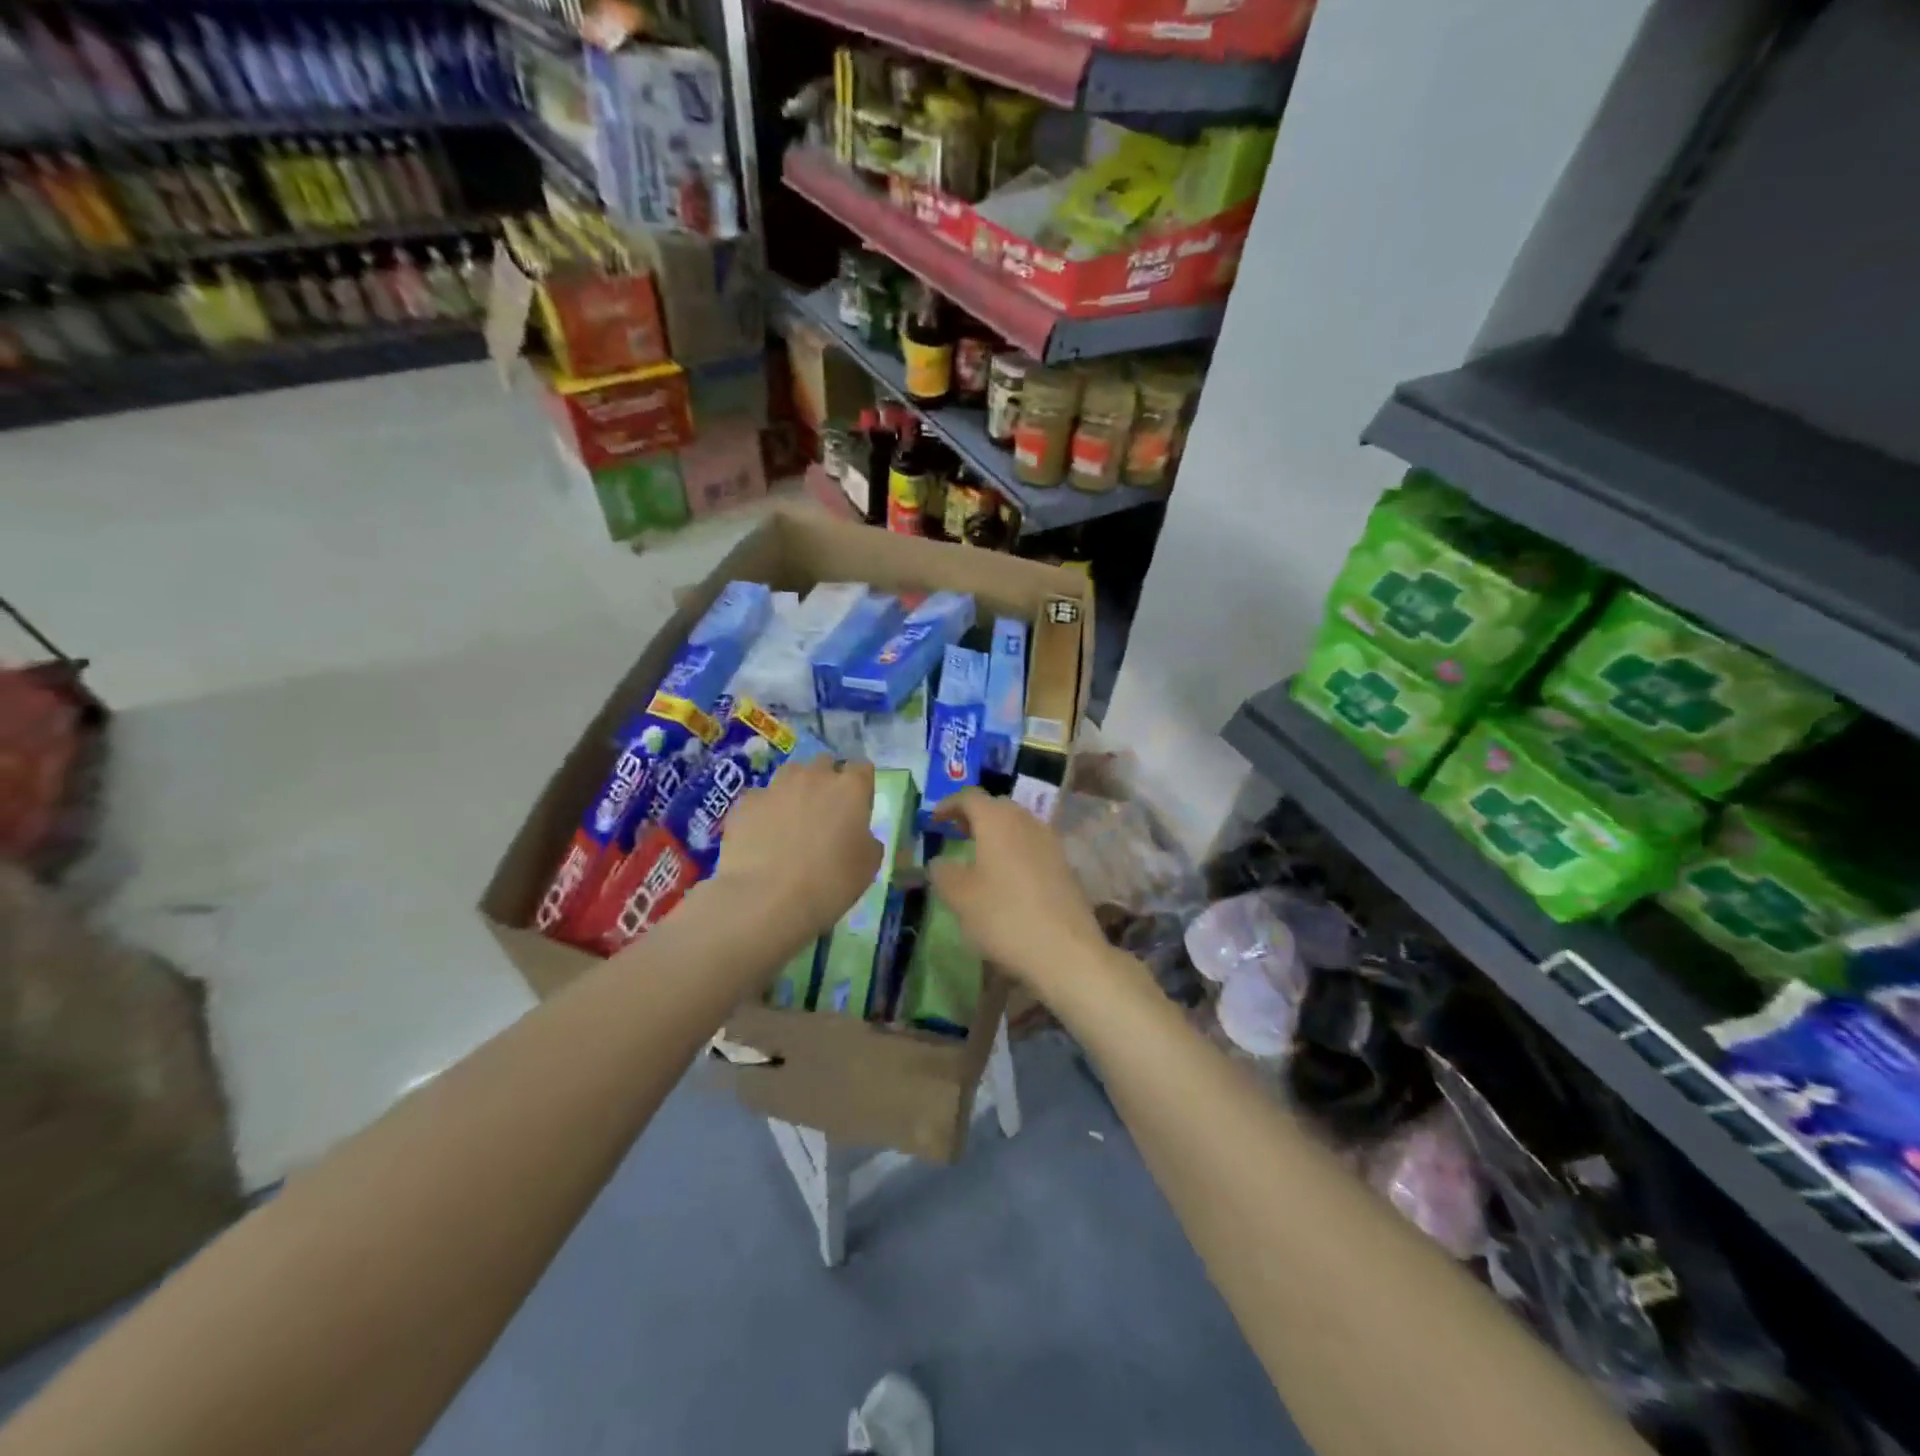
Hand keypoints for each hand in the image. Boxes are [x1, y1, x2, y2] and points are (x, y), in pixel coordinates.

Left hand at [715, 758, 880, 939]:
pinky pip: (761, 798)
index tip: (857, 808)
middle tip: (825, 813)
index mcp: (851, 788)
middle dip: (827, 781)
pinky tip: (762, 836)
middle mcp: (814, 776)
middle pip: (825, 764)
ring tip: (791, 820)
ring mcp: (776, 786)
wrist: (767, 898)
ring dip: (795, 789)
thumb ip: (867, 840)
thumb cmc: (830, 883)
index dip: (860, 786)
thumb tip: (858, 835)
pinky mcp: (746, 802)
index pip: (862, 768)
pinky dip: (765, 811)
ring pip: (790, 774)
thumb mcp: (868, 866)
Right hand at [928, 789, 1110, 999]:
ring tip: (979, 856)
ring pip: (1018, 825)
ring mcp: (1050, 842)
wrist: (1066, 950)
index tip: (934, 819)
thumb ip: (943, 873)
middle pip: (997, 807)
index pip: (970, 797)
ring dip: (996, 833)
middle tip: (956, 833)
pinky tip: (1007, 877)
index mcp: (997, 820)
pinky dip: (1015, 850)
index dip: (948, 804)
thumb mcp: (959, 898)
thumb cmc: (1004, 916)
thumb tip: (940, 862)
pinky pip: (1033, 846)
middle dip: (974, 816)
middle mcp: (1026, 821)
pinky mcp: (1065, 865)